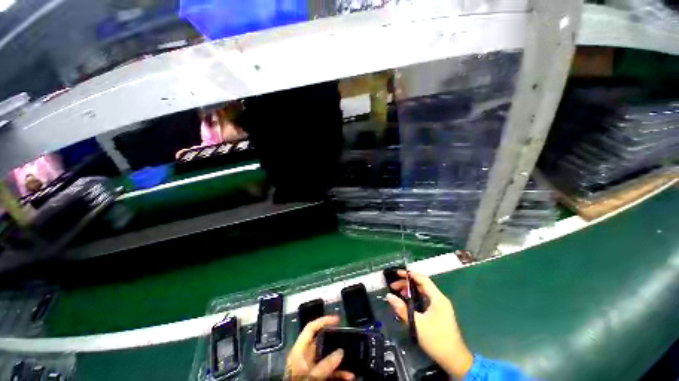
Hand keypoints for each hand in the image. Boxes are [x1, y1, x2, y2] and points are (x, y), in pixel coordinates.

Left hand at [285, 315, 354, 379]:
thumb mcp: (310, 376)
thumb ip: (324, 365)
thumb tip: (341, 351)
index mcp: (299, 351)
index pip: (311, 328)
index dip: (323, 321)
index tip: (337, 319)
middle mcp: (305, 357)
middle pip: (322, 343)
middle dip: (335, 342)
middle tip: (347, 339)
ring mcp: (311, 368)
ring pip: (328, 359)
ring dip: (340, 361)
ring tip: (352, 361)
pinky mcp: (316, 377)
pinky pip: (329, 372)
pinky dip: (339, 373)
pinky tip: (349, 376)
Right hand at [386, 271, 472, 378]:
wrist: (454, 360)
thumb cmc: (436, 340)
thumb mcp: (417, 324)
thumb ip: (402, 309)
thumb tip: (389, 296)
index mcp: (437, 298)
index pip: (422, 279)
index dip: (409, 274)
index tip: (397, 273)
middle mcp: (440, 299)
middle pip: (422, 284)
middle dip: (407, 283)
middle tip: (393, 286)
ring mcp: (440, 306)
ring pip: (423, 292)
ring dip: (410, 290)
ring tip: (398, 293)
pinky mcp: (439, 312)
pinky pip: (425, 299)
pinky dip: (415, 297)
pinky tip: (407, 302)